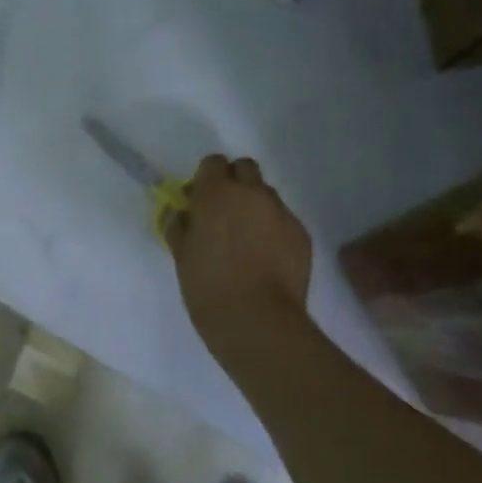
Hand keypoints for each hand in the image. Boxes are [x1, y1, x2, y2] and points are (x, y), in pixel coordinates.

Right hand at [166, 155, 312, 354]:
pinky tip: (265, 258)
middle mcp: (251, 194)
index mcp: (216, 194)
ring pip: (266, 195)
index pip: (213, 163)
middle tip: (223, 213)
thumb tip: (183, 214)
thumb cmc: (207, 286)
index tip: (199, 200)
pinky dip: (273, 230)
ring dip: (254, 206)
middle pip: (245, 168)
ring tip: (246, 239)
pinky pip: (283, 220)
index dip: (205, 179)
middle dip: (234, 182)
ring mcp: (281, 212)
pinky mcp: (301, 233)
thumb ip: (180, 226)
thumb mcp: (181, 254)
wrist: (256, 319)